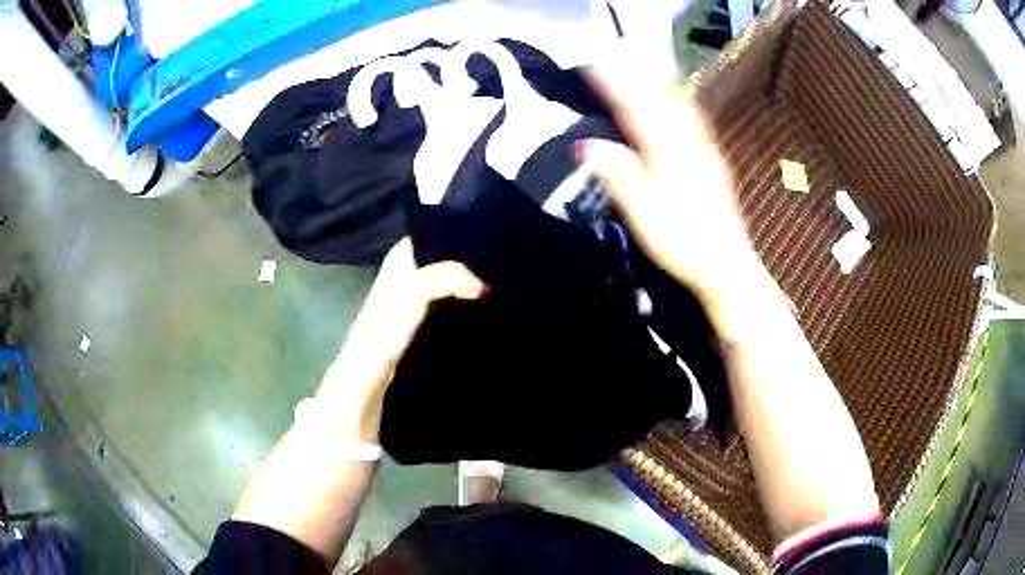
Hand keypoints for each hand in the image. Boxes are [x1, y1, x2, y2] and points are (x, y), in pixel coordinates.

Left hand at [316, 238, 486, 439]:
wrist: (372, 367)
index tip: (494, 234)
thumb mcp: (417, 291)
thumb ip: (449, 278)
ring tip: (500, 277)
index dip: (463, 230)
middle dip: (471, 257)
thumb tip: (485, 286)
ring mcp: (416, 290)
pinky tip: (485, 300)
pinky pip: (450, 296)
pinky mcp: (423, 312)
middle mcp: (410, 266)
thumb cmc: (387, 323)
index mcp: (403, 253)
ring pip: (450, 275)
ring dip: (469, 278)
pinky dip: (464, 296)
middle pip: (447, 253)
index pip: (438, 229)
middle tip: (503, 258)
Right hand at [579, 62, 767, 318]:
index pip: (636, 109)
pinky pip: (696, 119)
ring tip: (643, 67)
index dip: (615, 85)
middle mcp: (690, 144)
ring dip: (660, 82)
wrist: (727, 264)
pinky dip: (681, 100)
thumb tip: (586, 144)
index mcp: (668, 155)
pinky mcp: (716, 160)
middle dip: (637, 75)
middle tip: (615, 58)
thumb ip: (619, 175)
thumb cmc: (683, 245)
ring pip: (682, 105)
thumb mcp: (644, 216)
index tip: (595, 67)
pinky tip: (677, 100)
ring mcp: (707, 150)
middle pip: (662, 98)